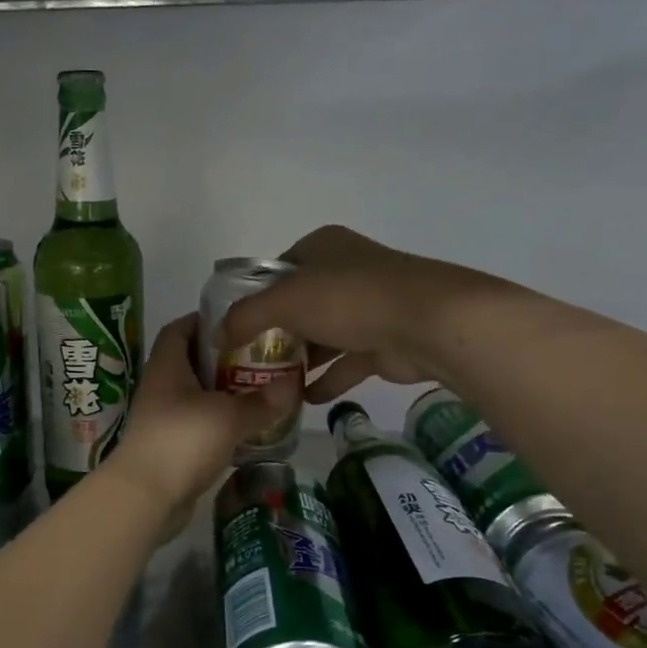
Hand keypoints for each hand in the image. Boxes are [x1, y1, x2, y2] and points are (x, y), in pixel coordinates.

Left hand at [108, 313, 298, 517]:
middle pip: (191, 362)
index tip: (238, 323)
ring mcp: (162, 418)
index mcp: (166, 366)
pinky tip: (247, 428)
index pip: (179, 329)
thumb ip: (262, 401)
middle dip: (224, 359)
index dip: (204, 320)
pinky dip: (220, 423)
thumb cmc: (182, 441)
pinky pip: (197, 424)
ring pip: (196, 395)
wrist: (145, 497)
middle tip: (261, 358)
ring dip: (224, 393)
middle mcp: (160, 387)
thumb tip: (294, 384)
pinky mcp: (169, 446)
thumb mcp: (228, 417)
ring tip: (261, 391)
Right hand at [219, 225, 466, 403]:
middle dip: (276, 333)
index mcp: (322, 247)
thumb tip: (217, 334)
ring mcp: (368, 307)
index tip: (236, 325)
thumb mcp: (285, 300)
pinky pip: (346, 362)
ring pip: (324, 335)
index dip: (255, 295)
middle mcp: (346, 271)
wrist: (429, 323)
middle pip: (300, 304)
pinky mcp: (384, 341)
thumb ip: (246, 316)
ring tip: (269, 384)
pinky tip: (303, 400)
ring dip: (301, 360)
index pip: (278, 269)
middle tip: (248, 360)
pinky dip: (326, 380)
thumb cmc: (350, 298)